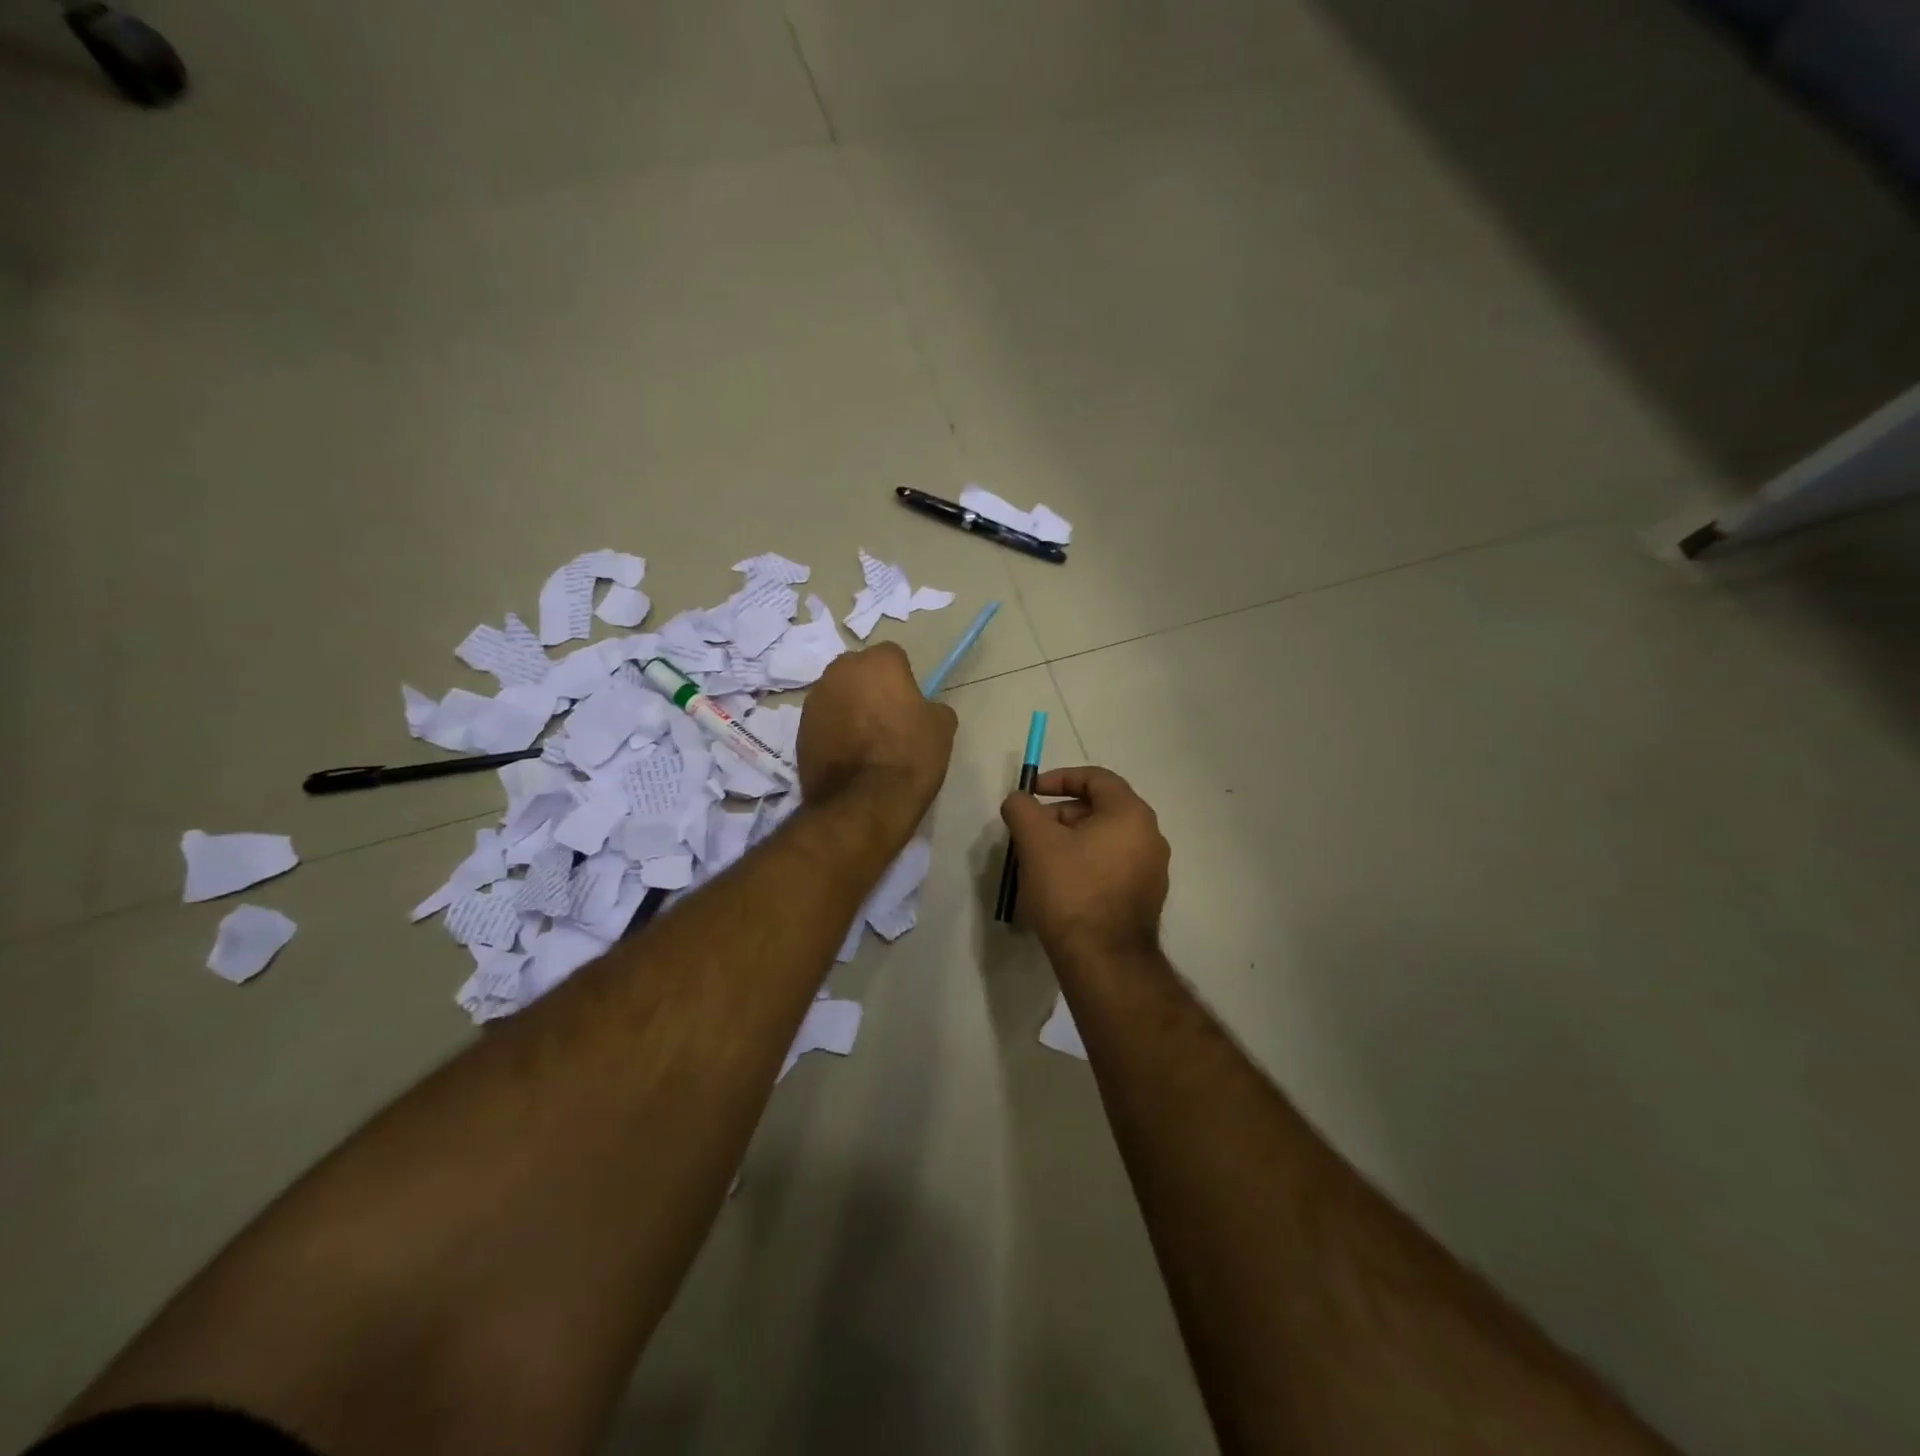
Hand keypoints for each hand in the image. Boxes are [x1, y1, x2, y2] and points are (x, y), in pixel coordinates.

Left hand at [798, 643, 956, 823]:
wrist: (864, 803)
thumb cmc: (909, 756)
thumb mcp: (941, 727)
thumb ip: (931, 706)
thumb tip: (922, 709)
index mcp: (877, 661)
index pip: (893, 657)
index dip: (902, 679)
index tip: (909, 704)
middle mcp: (840, 671)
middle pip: (858, 671)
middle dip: (869, 687)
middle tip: (885, 718)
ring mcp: (814, 700)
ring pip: (837, 695)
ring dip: (848, 709)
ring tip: (864, 741)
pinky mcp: (799, 730)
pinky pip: (823, 722)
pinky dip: (833, 732)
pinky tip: (848, 756)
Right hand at [1001, 766, 1169, 959]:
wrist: (1104, 960)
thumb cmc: (1071, 890)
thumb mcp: (1035, 842)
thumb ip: (1022, 808)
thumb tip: (1019, 799)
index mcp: (1130, 814)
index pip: (1096, 778)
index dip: (1059, 779)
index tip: (1031, 793)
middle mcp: (1150, 836)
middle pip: (1101, 808)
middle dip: (1061, 814)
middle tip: (1031, 831)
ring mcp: (1153, 869)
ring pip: (1106, 839)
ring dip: (1072, 840)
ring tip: (1040, 859)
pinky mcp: (1146, 897)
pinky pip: (1113, 865)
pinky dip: (1087, 863)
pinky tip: (1062, 884)